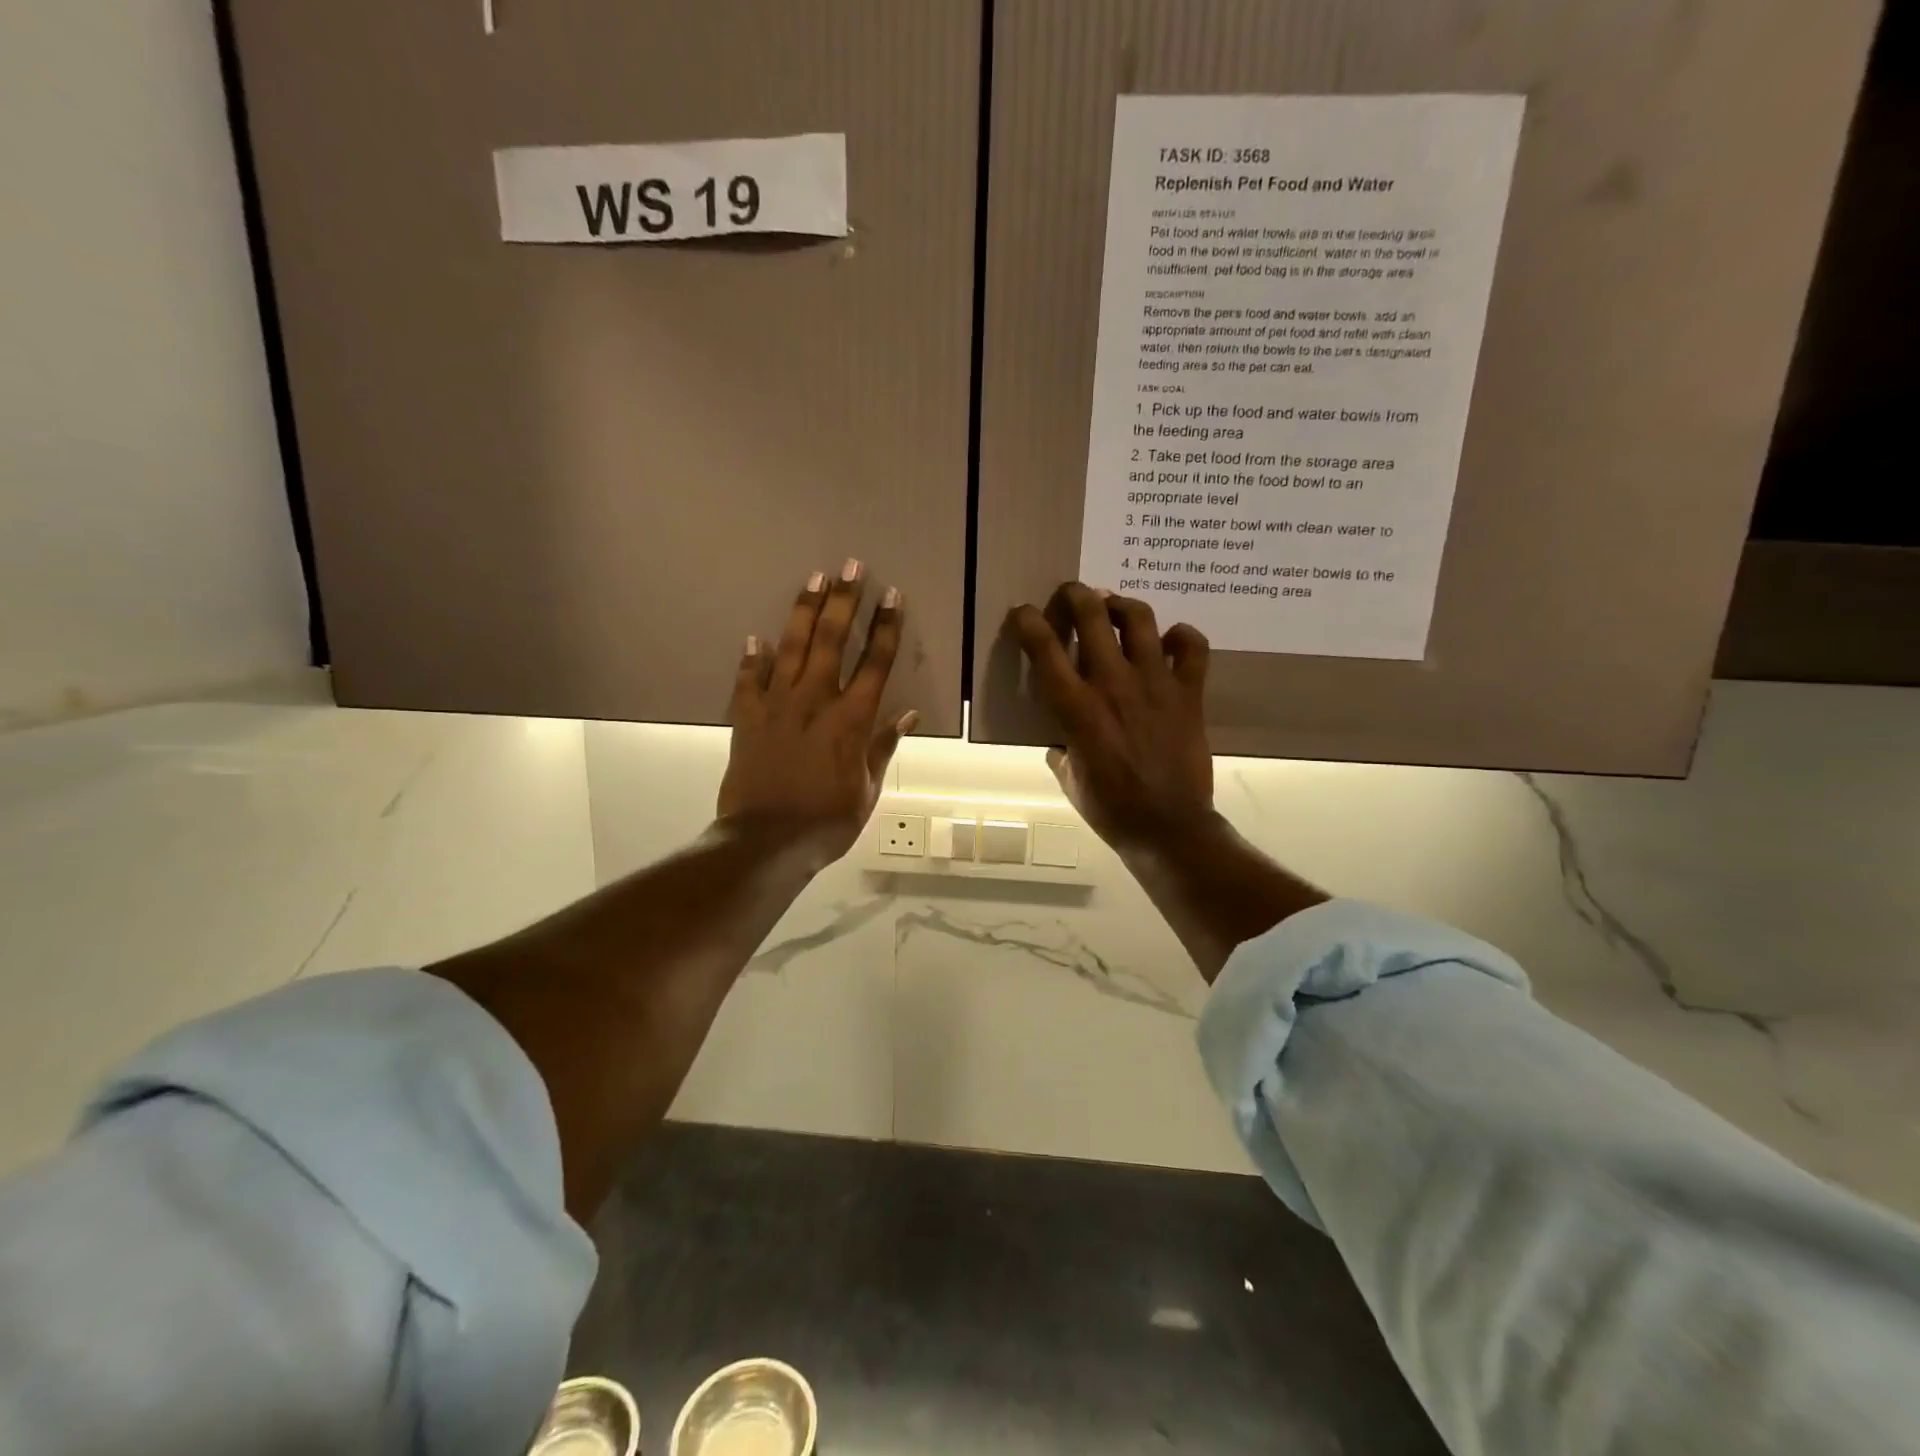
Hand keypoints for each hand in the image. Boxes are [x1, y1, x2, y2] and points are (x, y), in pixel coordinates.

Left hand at [719, 560, 915, 865]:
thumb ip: (885, 746)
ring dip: (803, 611)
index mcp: (852, 718)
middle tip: (850, 565)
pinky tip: (754, 637)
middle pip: (832, 639)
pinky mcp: (747, 717)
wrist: (768, 840)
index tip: (892, 595)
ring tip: (813, 579)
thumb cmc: (828, 819)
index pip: (876, 662)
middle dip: (844, 600)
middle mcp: (816, 700)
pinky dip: (751, 658)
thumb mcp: (868, 789)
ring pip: (791, 647)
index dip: (886, 627)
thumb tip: (908, 715)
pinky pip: (748, 680)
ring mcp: (778, 705)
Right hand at [1005, 582, 1215, 850]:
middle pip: (1091, 613)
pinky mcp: (1189, 692)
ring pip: (1139, 618)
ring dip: (1121, 606)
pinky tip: (1170, 641)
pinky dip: (1181, 636)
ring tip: (1115, 610)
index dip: (1027, 620)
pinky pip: (1192, 647)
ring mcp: (1155, 683)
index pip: (1043, 647)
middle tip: (1072, 597)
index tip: (1023, 614)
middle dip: (1075, 594)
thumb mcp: (1069, 779)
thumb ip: (1062, 747)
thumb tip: (1063, 737)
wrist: (1169, 826)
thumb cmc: (1110, 808)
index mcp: (1075, 707)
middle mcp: (1113, 683)